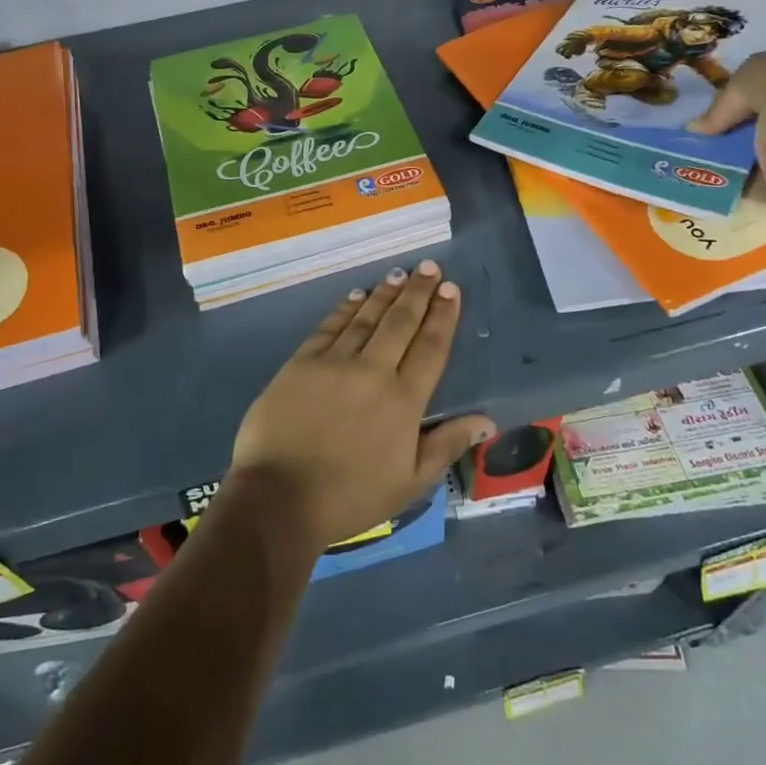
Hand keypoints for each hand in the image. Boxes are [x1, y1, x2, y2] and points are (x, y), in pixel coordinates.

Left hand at [228, 260, 494, 553]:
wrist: (279, 497)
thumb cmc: (350, 497)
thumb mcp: (409, 483)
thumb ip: (446, 444)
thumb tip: (485, 420)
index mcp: (404, 401)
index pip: (431, 348)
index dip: (443, 316)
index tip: (451, 290)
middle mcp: (373, 371)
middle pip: (400, 323)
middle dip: (418, 292)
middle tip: (429, 267)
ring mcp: (334, 363)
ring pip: (365, 318)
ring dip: (384, 294)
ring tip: (399, 274)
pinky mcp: (301, 363)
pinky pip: (329, 327)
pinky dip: (345, 309)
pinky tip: (355, 295)